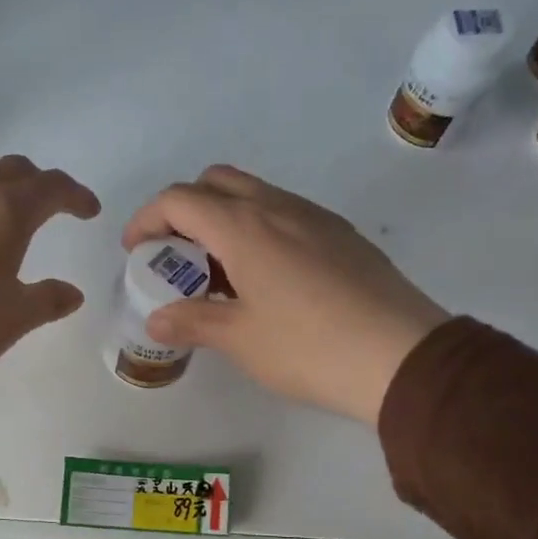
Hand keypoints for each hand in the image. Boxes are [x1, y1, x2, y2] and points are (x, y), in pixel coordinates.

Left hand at [0, 155, 100, 369]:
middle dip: (39, 183)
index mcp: (10, 210)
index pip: (52, 187)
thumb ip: (49, 299)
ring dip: (1, 186)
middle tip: (52, 206)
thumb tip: (73, 294)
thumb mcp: (18, 315)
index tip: (90, 212)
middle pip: (15, 169)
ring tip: (8, 213)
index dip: (76, 196)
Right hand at [121, 166, 448, 424]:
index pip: (179, 199)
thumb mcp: (240, 339)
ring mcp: (315, 217)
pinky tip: (266, 277)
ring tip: (219, 271)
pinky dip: (258, 229)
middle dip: (184, 209)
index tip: (136, 252)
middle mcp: (278, 207)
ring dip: (224, 218)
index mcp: (244, 226)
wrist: (402, 356)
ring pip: (255, 194)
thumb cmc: (308, 347)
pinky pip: (286, 213)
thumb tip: (157, 319)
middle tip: (177, 256)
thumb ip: (192, 322)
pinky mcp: (342, 235)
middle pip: (216, 181)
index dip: (147, 220)